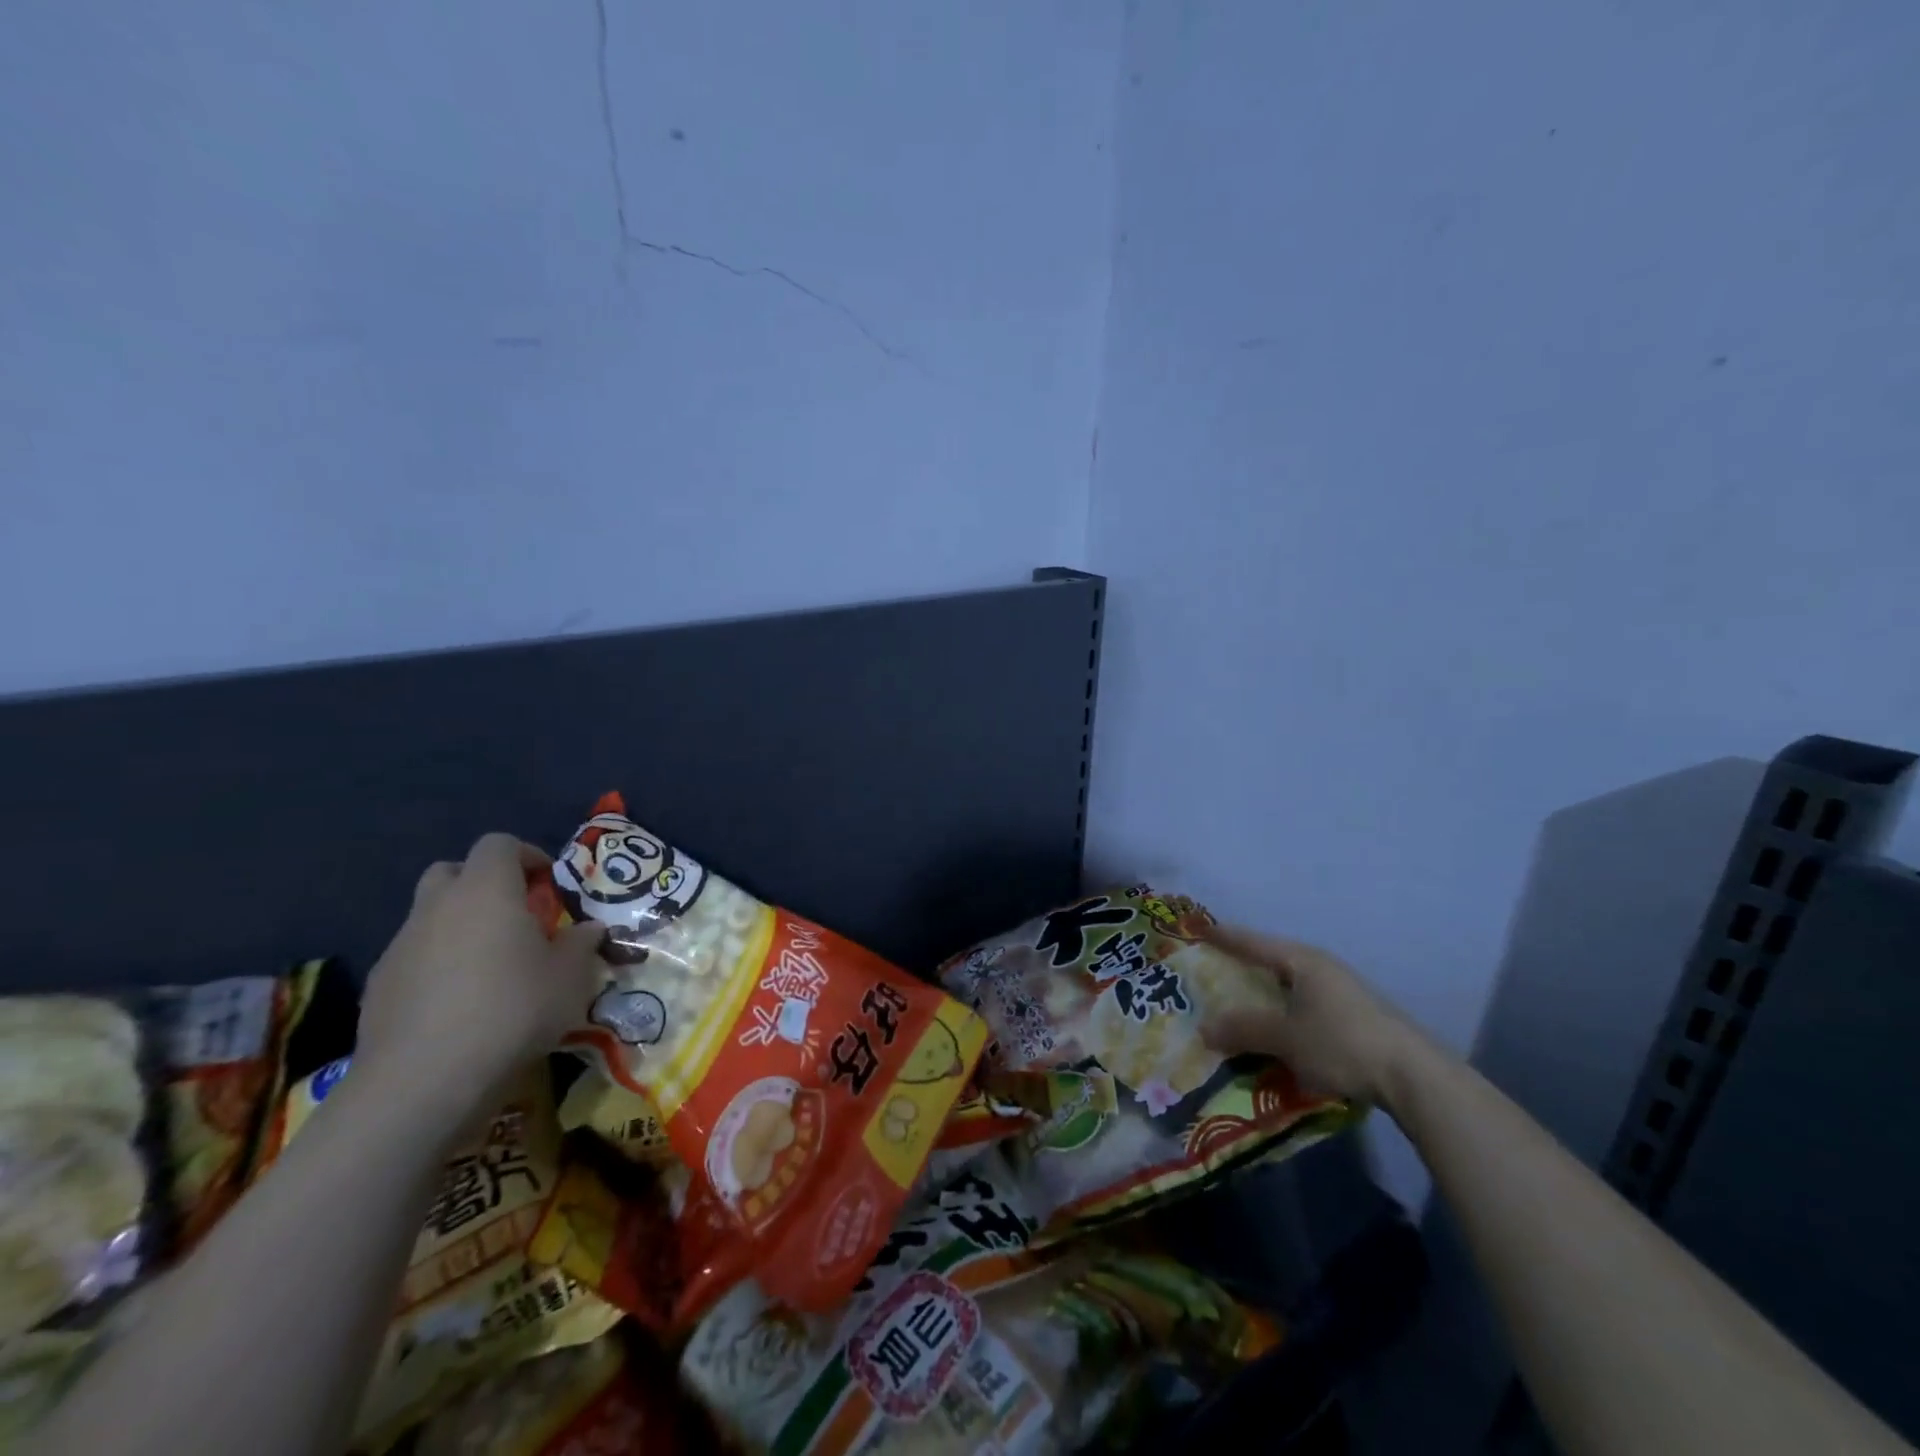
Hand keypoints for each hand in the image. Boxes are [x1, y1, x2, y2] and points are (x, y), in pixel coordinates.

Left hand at [354, 834, 606, 1117]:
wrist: (424, 1079)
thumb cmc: (512, 1009)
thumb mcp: (571, 977)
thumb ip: (582, 944)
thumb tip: (590, 929)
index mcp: (486, 890)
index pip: (499, 844)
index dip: (527, 855)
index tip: (548, 883)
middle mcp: (438, 906)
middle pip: (453, 871)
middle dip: (483, 884)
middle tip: (514, 915)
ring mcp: (401, 945)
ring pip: (429, 915)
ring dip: (458, 926)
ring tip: (488, 965)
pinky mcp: (379, 986)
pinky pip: (413, 957)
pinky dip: (435, 965)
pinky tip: (457, 1003)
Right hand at [1199, 925, 1427, 1105]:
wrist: (1414, 1077)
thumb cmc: (1341, 1043)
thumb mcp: (1285, 1038)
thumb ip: (1243, 1030)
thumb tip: (1204, 1028)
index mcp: (1303, 961)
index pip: (1254, 942)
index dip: (1226, 937)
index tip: (1200, 929)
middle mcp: (1322, 968)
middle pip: (1274, 961)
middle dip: (1245, 968)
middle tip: (1215, 971)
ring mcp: (1343, 992)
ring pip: (1292, 987)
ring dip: (1267, 996)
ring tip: (1244, 1006)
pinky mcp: (1356, 1017)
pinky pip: (1307, 1006)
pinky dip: (1287, 1014)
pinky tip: (1281, 1032)